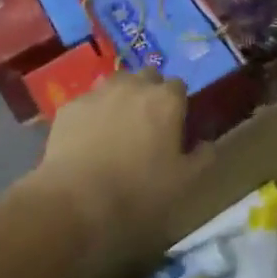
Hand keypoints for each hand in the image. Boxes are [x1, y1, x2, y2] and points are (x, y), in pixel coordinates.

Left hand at [26, 69, 211, 277]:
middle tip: (148, 123)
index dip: (178, 104)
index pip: (179, 86)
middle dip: (151, 92)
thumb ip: (203, 157)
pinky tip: (89, 137)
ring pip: (116, 84)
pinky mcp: (69, 107)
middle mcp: (134, 86)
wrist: (76, 200)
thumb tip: (206, 143)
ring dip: (122, 97)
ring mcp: (98, 93)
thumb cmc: (139, 191)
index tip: (175, 125)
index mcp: (166, 99)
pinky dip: (93, 113)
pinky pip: (88, 102)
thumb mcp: (185, 181)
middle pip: (148, 76)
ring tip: (118, 126)